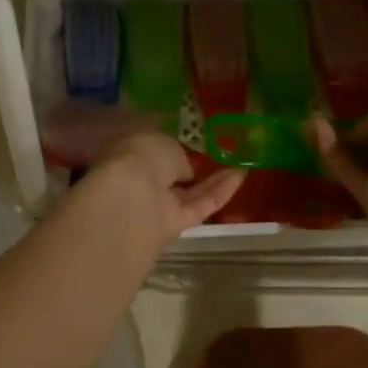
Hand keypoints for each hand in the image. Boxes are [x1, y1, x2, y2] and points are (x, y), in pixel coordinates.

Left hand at [78, 132, 244, 244]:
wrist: (130, 202)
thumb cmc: (139, 159)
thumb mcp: (161, 143)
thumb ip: (176, 156)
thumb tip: (183, 170)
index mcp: (126, 157)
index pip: (148, 152)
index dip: (166, 148)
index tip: (186, 141)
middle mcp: (138, 183)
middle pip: (166, 177)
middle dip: (186, 168)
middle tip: (213, 155)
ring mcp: (156, 207)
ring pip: (186, 193)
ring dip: (211, 180)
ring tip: (237, 163)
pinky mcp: (174, 226)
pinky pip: (200, 206)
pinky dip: (220, 193)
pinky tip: (240, 176)